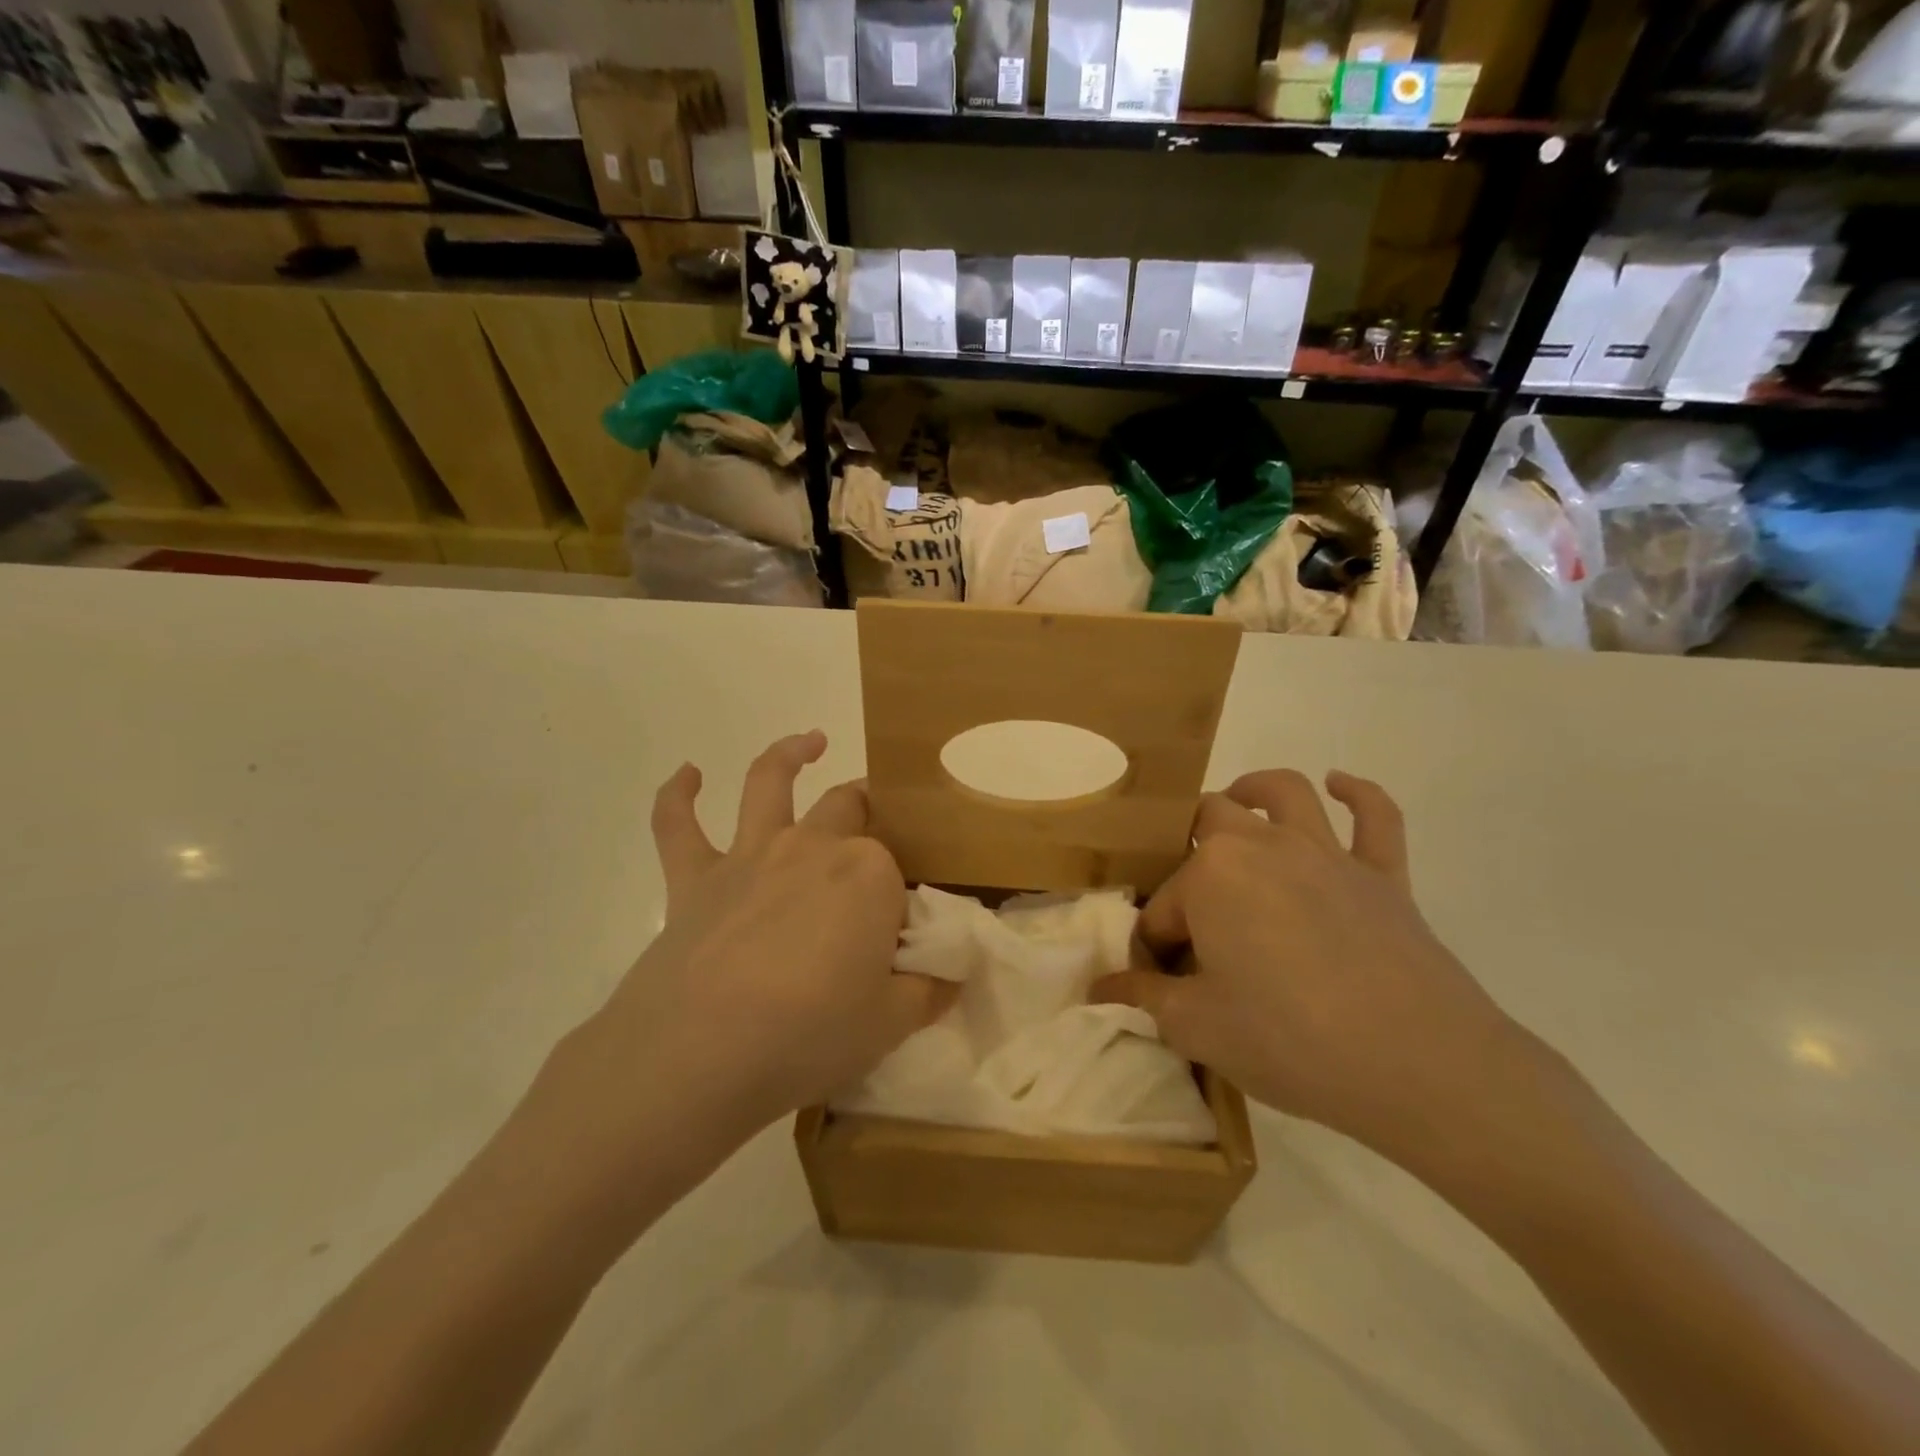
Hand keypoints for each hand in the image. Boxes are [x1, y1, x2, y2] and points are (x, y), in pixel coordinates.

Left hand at [527, 732, 950, 1224]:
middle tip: (878, 823)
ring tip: (811, 741)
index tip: (898, 938)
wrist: (701, 1054)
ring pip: (769, 783)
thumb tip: (950, 977)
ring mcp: (750, 855)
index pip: (896, 871)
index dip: (899, 900)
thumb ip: (928, 992)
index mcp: (868, 873)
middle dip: (868, 808)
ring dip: (789, 754)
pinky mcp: (693, 877)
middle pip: (848, 808)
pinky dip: (678, 795)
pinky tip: (687, 774)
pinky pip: (677, 824)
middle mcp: (812, 846)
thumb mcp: (891, 1024)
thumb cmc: (810, 1035)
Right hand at [1091, 769, 1532, 1164]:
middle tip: (1191, 903)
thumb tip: (1099, 990)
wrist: (1420, 1065)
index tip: (1163, 989)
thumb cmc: (1290, 1040)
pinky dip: (1358, 795)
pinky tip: (1341, 785)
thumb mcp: (1197, 1029)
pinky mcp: (1383, 873)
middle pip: (1209, 824)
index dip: (1157, 949)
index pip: (1164, 909)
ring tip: (1240, 802)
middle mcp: (1263, 845)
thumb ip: (1142, 1000)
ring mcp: (1328, 853)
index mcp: (1211, 875)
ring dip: (1255, 790)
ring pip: (1284, 794)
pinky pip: (1376, 817)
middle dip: (1188, 853)